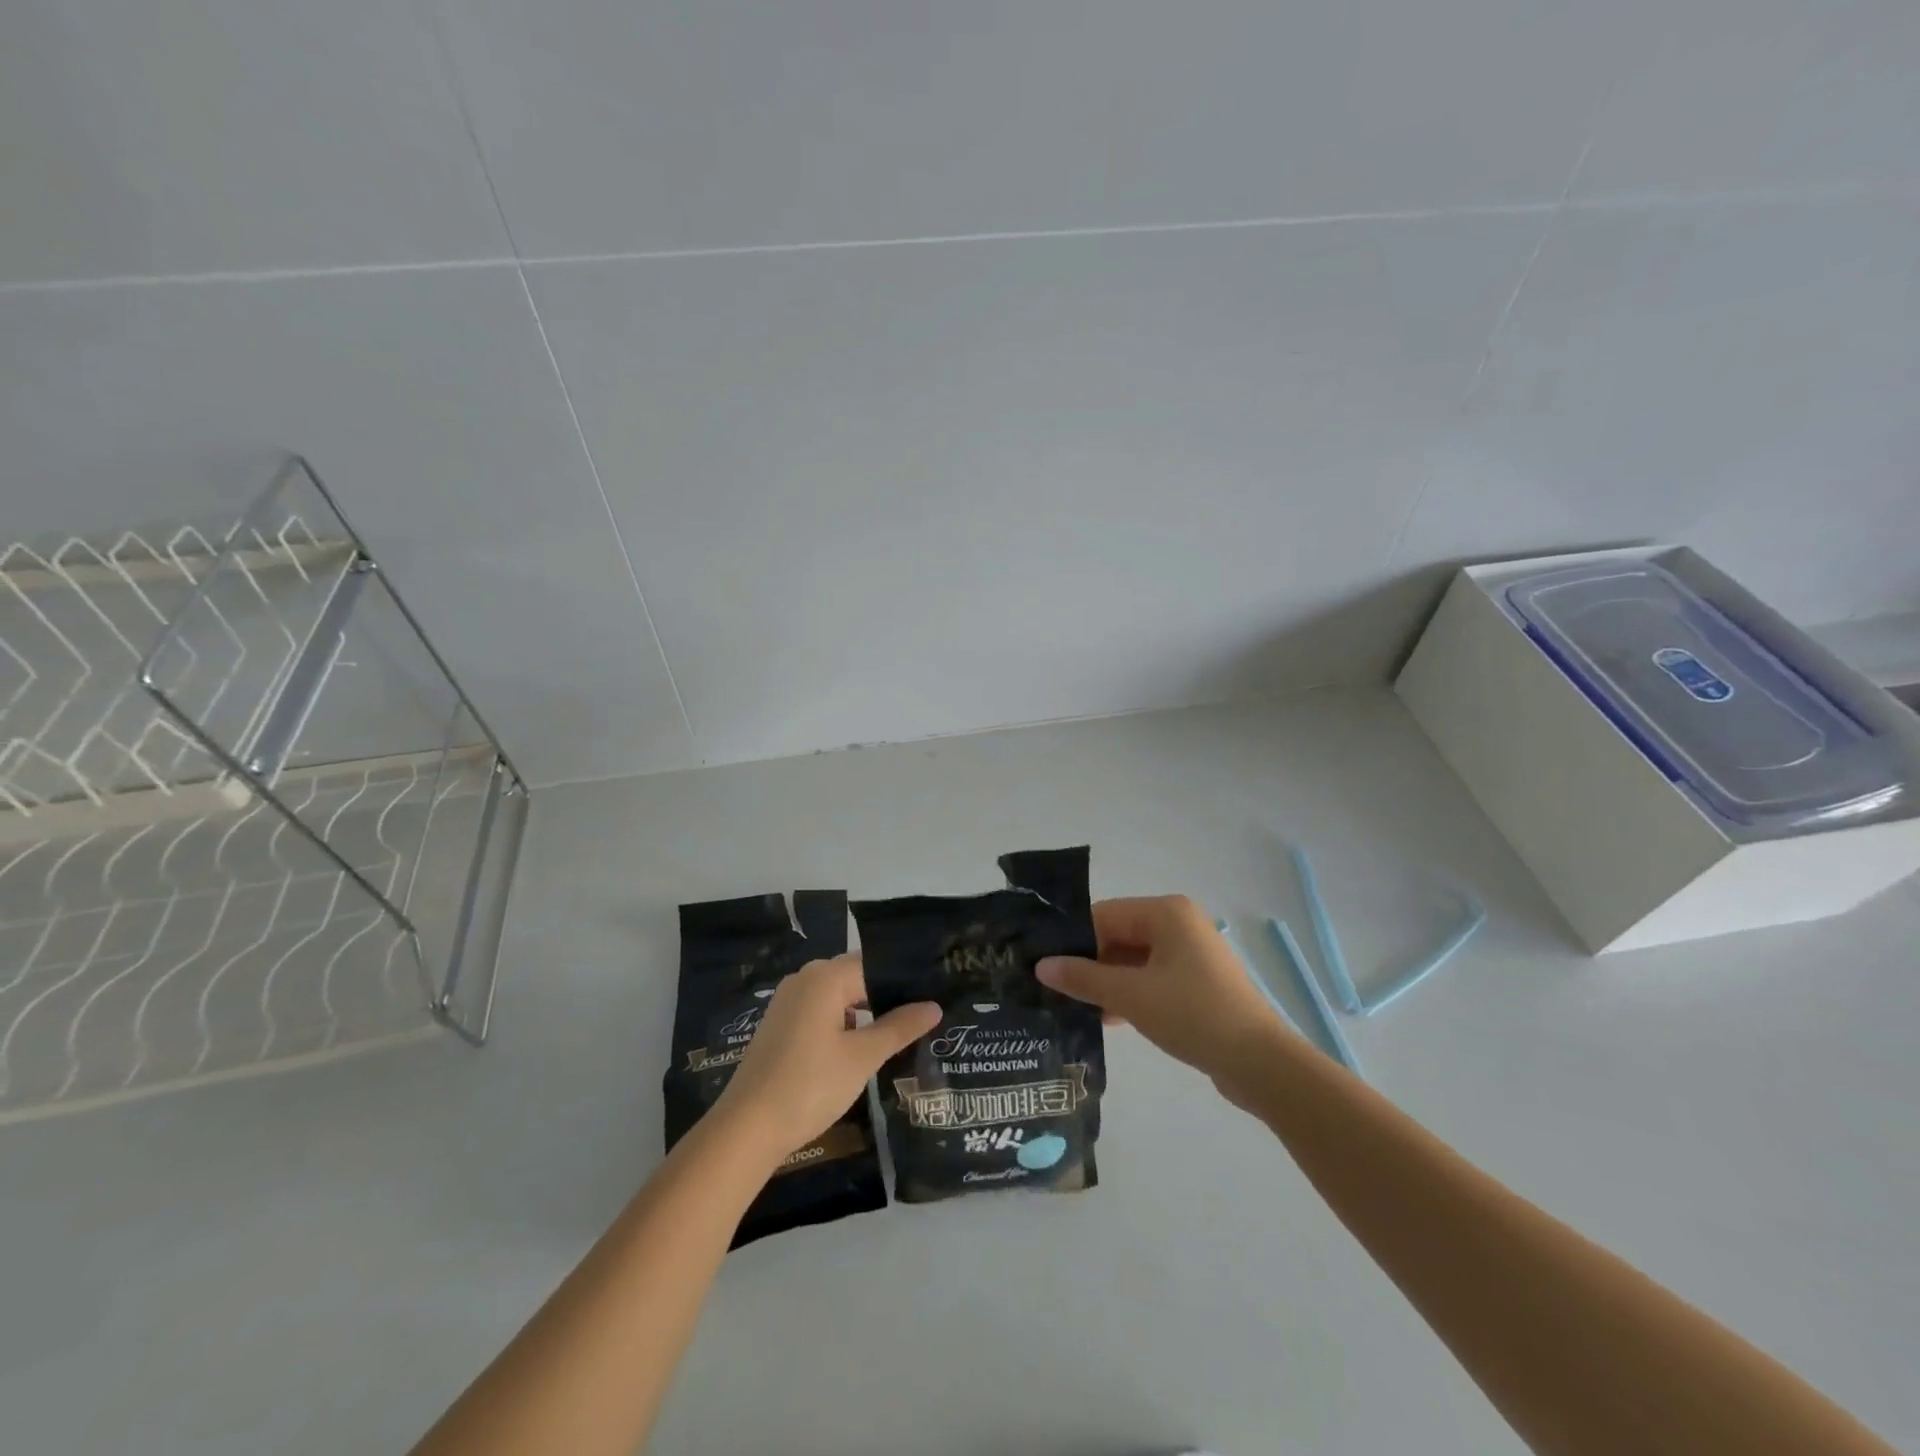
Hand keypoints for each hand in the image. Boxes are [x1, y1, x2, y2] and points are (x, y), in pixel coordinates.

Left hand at [713, 955, 940, 1165]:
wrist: (747, 1128)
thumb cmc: (810, 1085)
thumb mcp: (862, 1057)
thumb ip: (899, 1028)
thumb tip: (934, 1006)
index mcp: (825, 976)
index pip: (875, 965)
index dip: (904, 981)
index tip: (933, 994)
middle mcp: (805, 979)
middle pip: (856, 978)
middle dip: (886, 996)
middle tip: (923, 1015)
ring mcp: (788, 1001)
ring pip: (838, 996)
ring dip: (865, 1013)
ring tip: (899, 1032)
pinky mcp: (779, 1024)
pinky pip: (821, 1012)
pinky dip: (843, 1024)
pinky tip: (861, 1047)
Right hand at [1037, 896, 1290, 1105]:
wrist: (1260, 1063)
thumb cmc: (1192, 1015)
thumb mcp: (1130, 996)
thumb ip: (1083, 978)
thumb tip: (1041, 966)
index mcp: (1166, 912)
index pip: (1103, 915)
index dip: (1072, 940)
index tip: (1042, 965)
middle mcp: (1179, 924)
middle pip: (1118, 936)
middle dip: (1088, 963)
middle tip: (1052, 988)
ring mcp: (1190, 954)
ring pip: (1133, 960)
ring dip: (1106, 982)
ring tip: (1071, 1006)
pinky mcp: (1196, 983)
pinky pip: (1151, 978)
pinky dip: (1129, 994)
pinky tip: (1105, 1019)